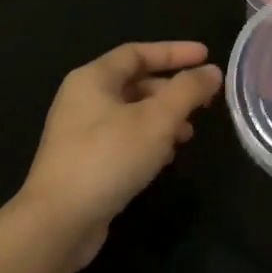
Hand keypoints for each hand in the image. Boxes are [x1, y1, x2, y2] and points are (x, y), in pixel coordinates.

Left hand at [18, 41, 223, 268]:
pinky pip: (122, 139)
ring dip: (162, 119)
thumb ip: (187, 91)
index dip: (174, 52)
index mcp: (93, 78)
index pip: (138, 52)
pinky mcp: (83, 162)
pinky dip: (147, 141)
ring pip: (130, 114)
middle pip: (134, 82)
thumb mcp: (157, 120)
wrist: (59, 221)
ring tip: (188, 134)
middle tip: (203, 102)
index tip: (207, 56)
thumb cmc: (108, 158)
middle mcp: (82, 99)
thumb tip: (212, 71)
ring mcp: (79, 132)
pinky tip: (165, 158)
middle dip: (171, 90)